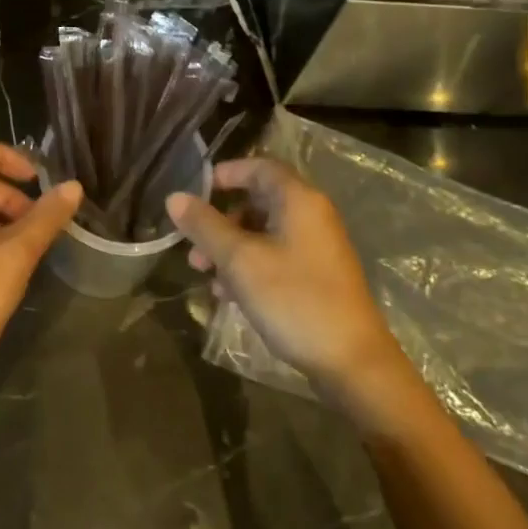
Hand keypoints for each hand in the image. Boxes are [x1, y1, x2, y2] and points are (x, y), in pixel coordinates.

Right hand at [166, 158, 407, 397]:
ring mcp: (317, 247)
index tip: (196, 191)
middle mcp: (312, 215)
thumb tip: (175, 197)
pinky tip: (228, 294)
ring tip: (203, 273)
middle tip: (193, 244)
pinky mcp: (318, 276)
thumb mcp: (240, 260)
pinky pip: (276, 256)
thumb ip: (205, 226)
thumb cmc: (294, 299)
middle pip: (258, 200)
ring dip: (230, 247)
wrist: (352, 362)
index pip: (260, 166)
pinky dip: (249, 265)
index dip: (226, 173)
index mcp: (299, 200)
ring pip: (263, 232)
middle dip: (220, 219)